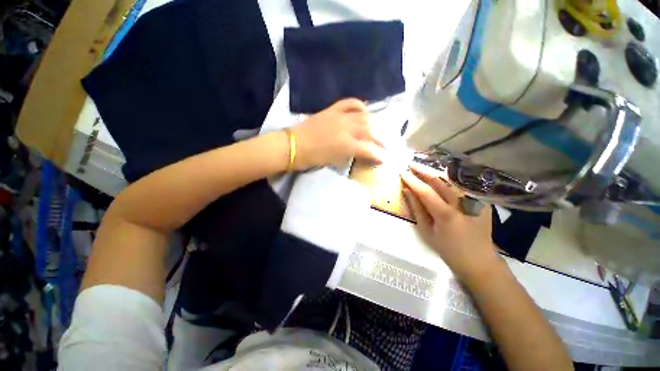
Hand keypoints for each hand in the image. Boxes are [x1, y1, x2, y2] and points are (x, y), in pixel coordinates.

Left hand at [290, 99, 383, 169]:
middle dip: (379, 139)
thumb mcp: (333, 161)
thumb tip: (359, 153)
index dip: (378, 155)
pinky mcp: (332, 109)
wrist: (293, 145)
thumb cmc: (312, 158)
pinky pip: (349, 103)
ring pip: (363, 117)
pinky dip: (359, 105)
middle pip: (369, 131)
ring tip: (374, 130)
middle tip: (384, 145)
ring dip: (372, 124)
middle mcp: (347, 128)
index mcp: (346, 145)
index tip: (385, 159)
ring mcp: (340, 116)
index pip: (368, 150)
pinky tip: (363, 111)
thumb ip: (348, 156)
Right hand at [400, 164, 500, 282]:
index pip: (425, 191)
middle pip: (440, 180)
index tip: (402, 172)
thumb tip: (407, 190)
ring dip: (435, 172)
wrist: (478, 260)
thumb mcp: (427, 231)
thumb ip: (417, 209)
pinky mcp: (482, 201)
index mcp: (446, 215)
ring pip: (452, 179)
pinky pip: (462, 186)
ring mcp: (475, 201)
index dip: (412, 180)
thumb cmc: (448, 249)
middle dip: (423, 171)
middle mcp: (462, 204)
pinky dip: (449, 179)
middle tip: (411, 165)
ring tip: (423, 168)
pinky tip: (440, 177)